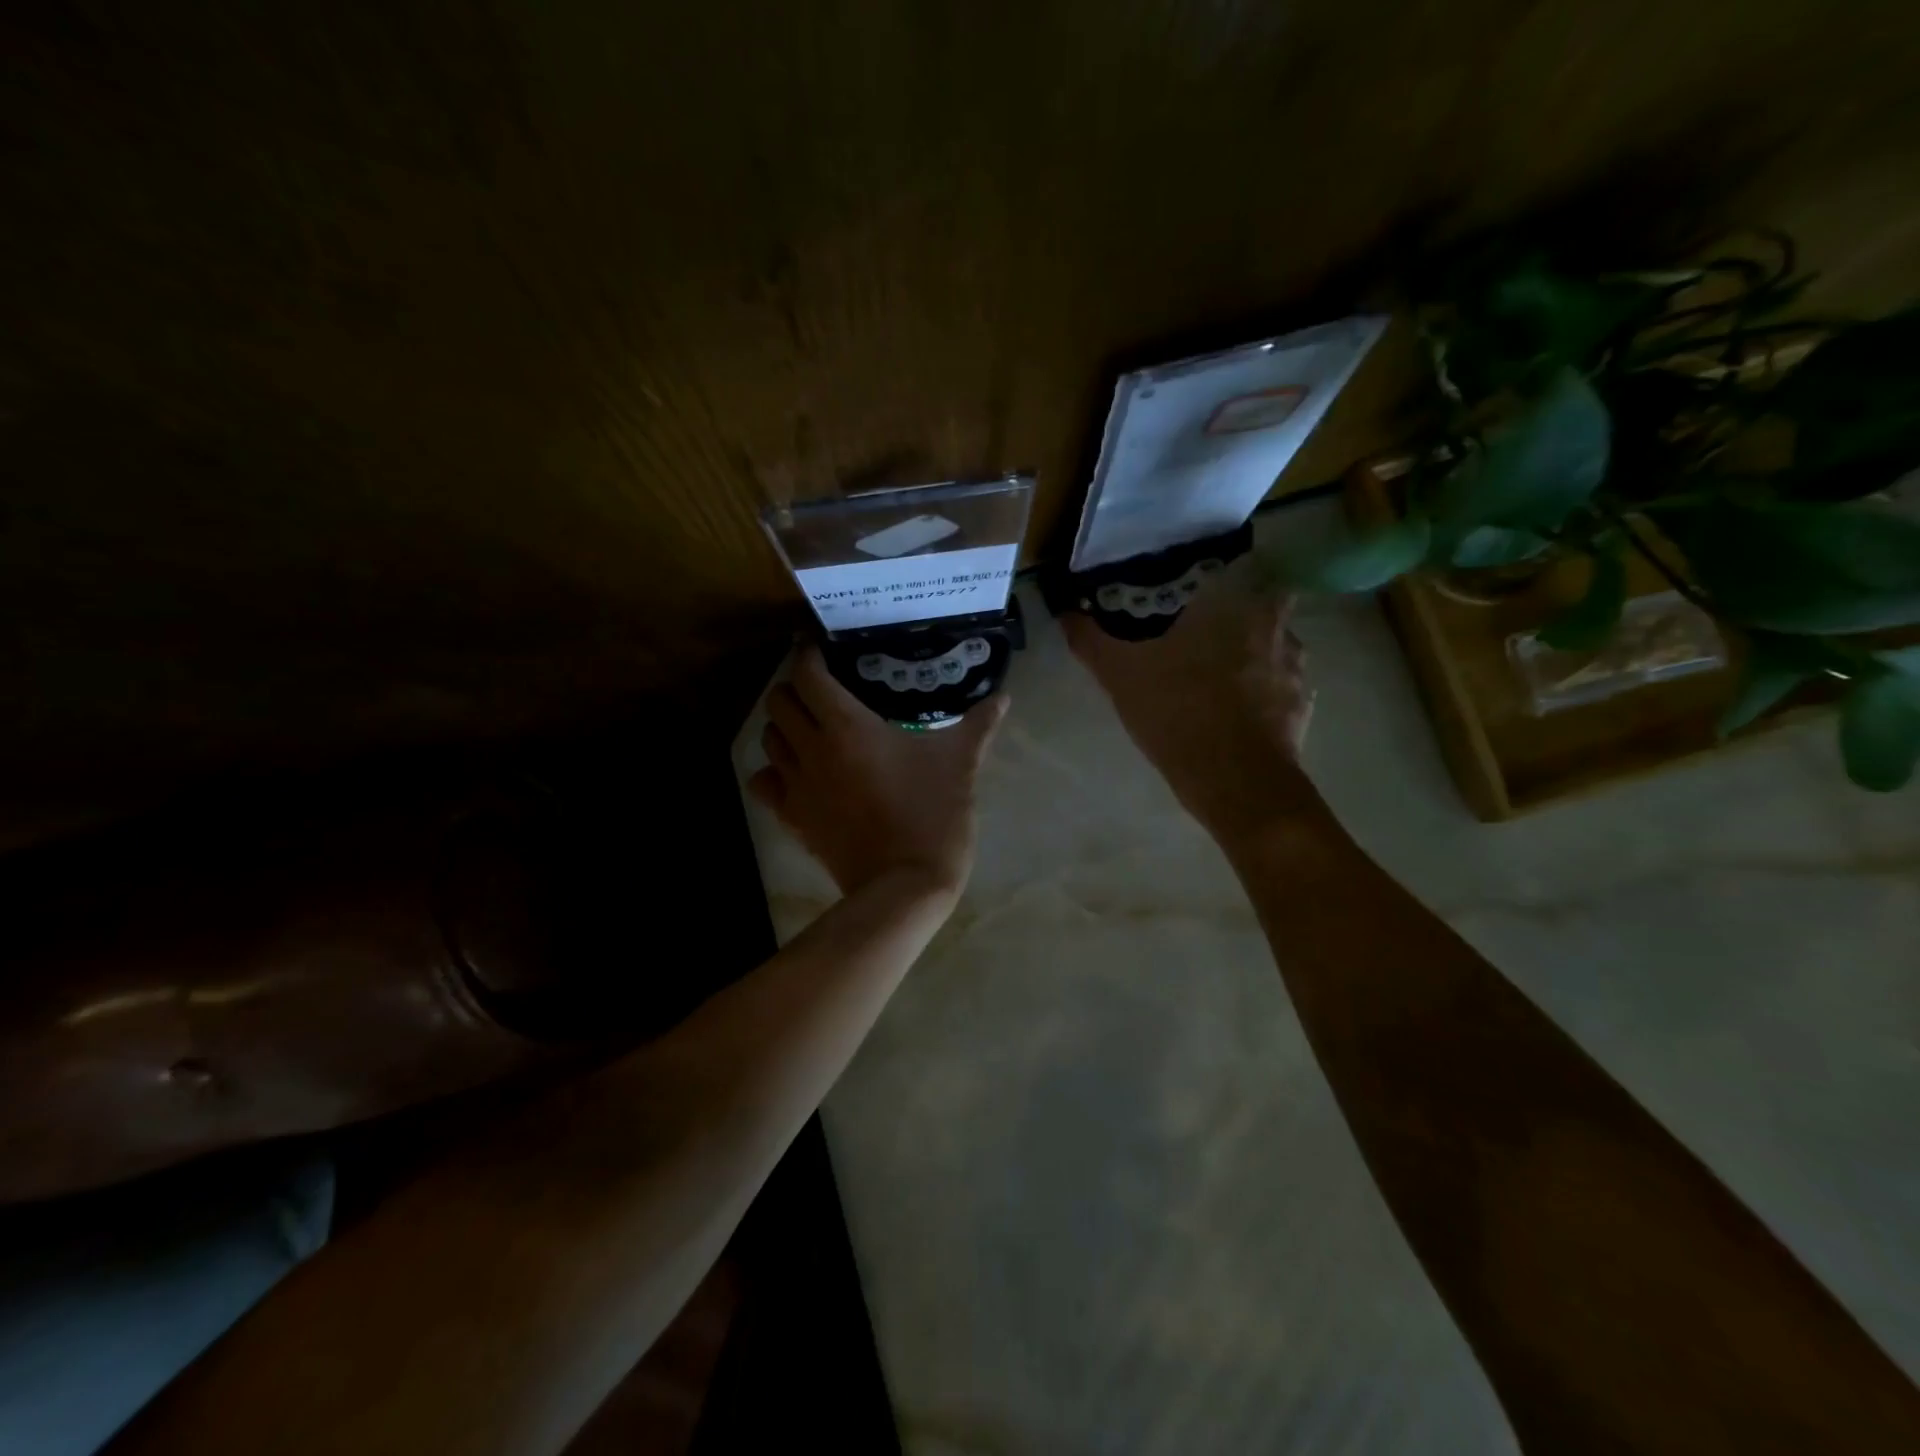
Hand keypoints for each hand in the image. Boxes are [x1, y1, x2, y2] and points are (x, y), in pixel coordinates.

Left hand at [748, 644, 1008, 897]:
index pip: (808, 674)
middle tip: (821, 690)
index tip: (822, 650)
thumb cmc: (933, 815)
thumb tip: (1004, 698)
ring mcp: (797, 786)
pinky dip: (773, 771)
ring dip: (784, 726)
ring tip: (810, 727)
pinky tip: (796, 772)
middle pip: (778, 701)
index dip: (809, 655)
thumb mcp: (960, 765)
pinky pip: (763, 783)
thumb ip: (978, 726)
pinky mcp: (792, 818)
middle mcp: (813, 748)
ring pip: (768, 739)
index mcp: (848, 726)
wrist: (905, 885)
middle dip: (794, 688)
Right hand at [1064, 576, 1319, 844]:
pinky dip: (1265, 692)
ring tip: (1221, 673)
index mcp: (1236, 604)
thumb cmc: (1179, 710)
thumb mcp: (1122, 675)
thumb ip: (1093, 640)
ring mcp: (1296, 669)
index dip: (1228, 571)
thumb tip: (1066, 612)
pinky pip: (1282, 687)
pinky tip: (1237, 711)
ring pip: (1277, 646)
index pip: (1248, 565)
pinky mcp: (1302, 707)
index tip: (1205, 585)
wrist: (1236, 781)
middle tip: (1207, 629)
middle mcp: (1276, 627)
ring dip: (1255, 653)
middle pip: (1266, 604)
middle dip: (1241, 613)